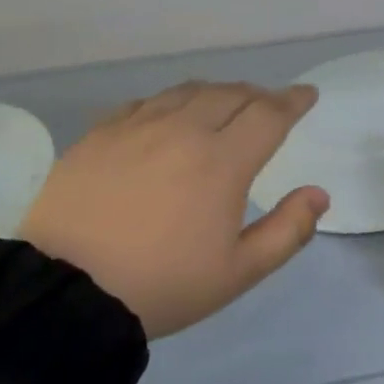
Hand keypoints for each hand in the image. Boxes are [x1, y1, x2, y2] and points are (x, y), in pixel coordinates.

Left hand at [19, 82, 329, 337]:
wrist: (64, 292)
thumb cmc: (162, 285)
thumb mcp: (238, 272)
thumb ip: (287, 230)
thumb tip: (318, 194)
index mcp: (222, 161)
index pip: (270, 114)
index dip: (294, 101)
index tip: (307, 95)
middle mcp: (183, 130)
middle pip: (231, 94)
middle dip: (258, 95)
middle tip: (269, 106)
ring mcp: (137, 127)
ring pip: (188, 91)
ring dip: (217, 93)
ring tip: (224, 104)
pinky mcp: (100, 134)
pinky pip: (146, 102)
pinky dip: (171, 102)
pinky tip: (168, 116)